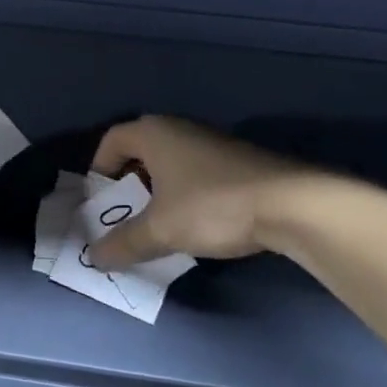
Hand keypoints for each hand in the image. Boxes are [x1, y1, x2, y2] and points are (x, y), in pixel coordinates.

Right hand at [87, 116, 331, 269]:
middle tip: (125, 217)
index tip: (100, 201)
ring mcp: (211, 142)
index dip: (99, 169)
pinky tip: (195, 224)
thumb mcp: (161, 230)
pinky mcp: (236, 161)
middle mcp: (179, 129)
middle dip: (128, 185)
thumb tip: (94, 257)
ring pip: (170, 165)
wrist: (292, 203)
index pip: (111, 140)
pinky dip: (185, 195)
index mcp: (154, 133)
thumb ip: (124, 243)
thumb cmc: (212, 206)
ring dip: (158, 193)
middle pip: (140, 152)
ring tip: (159, 226)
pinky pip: (195, 173)